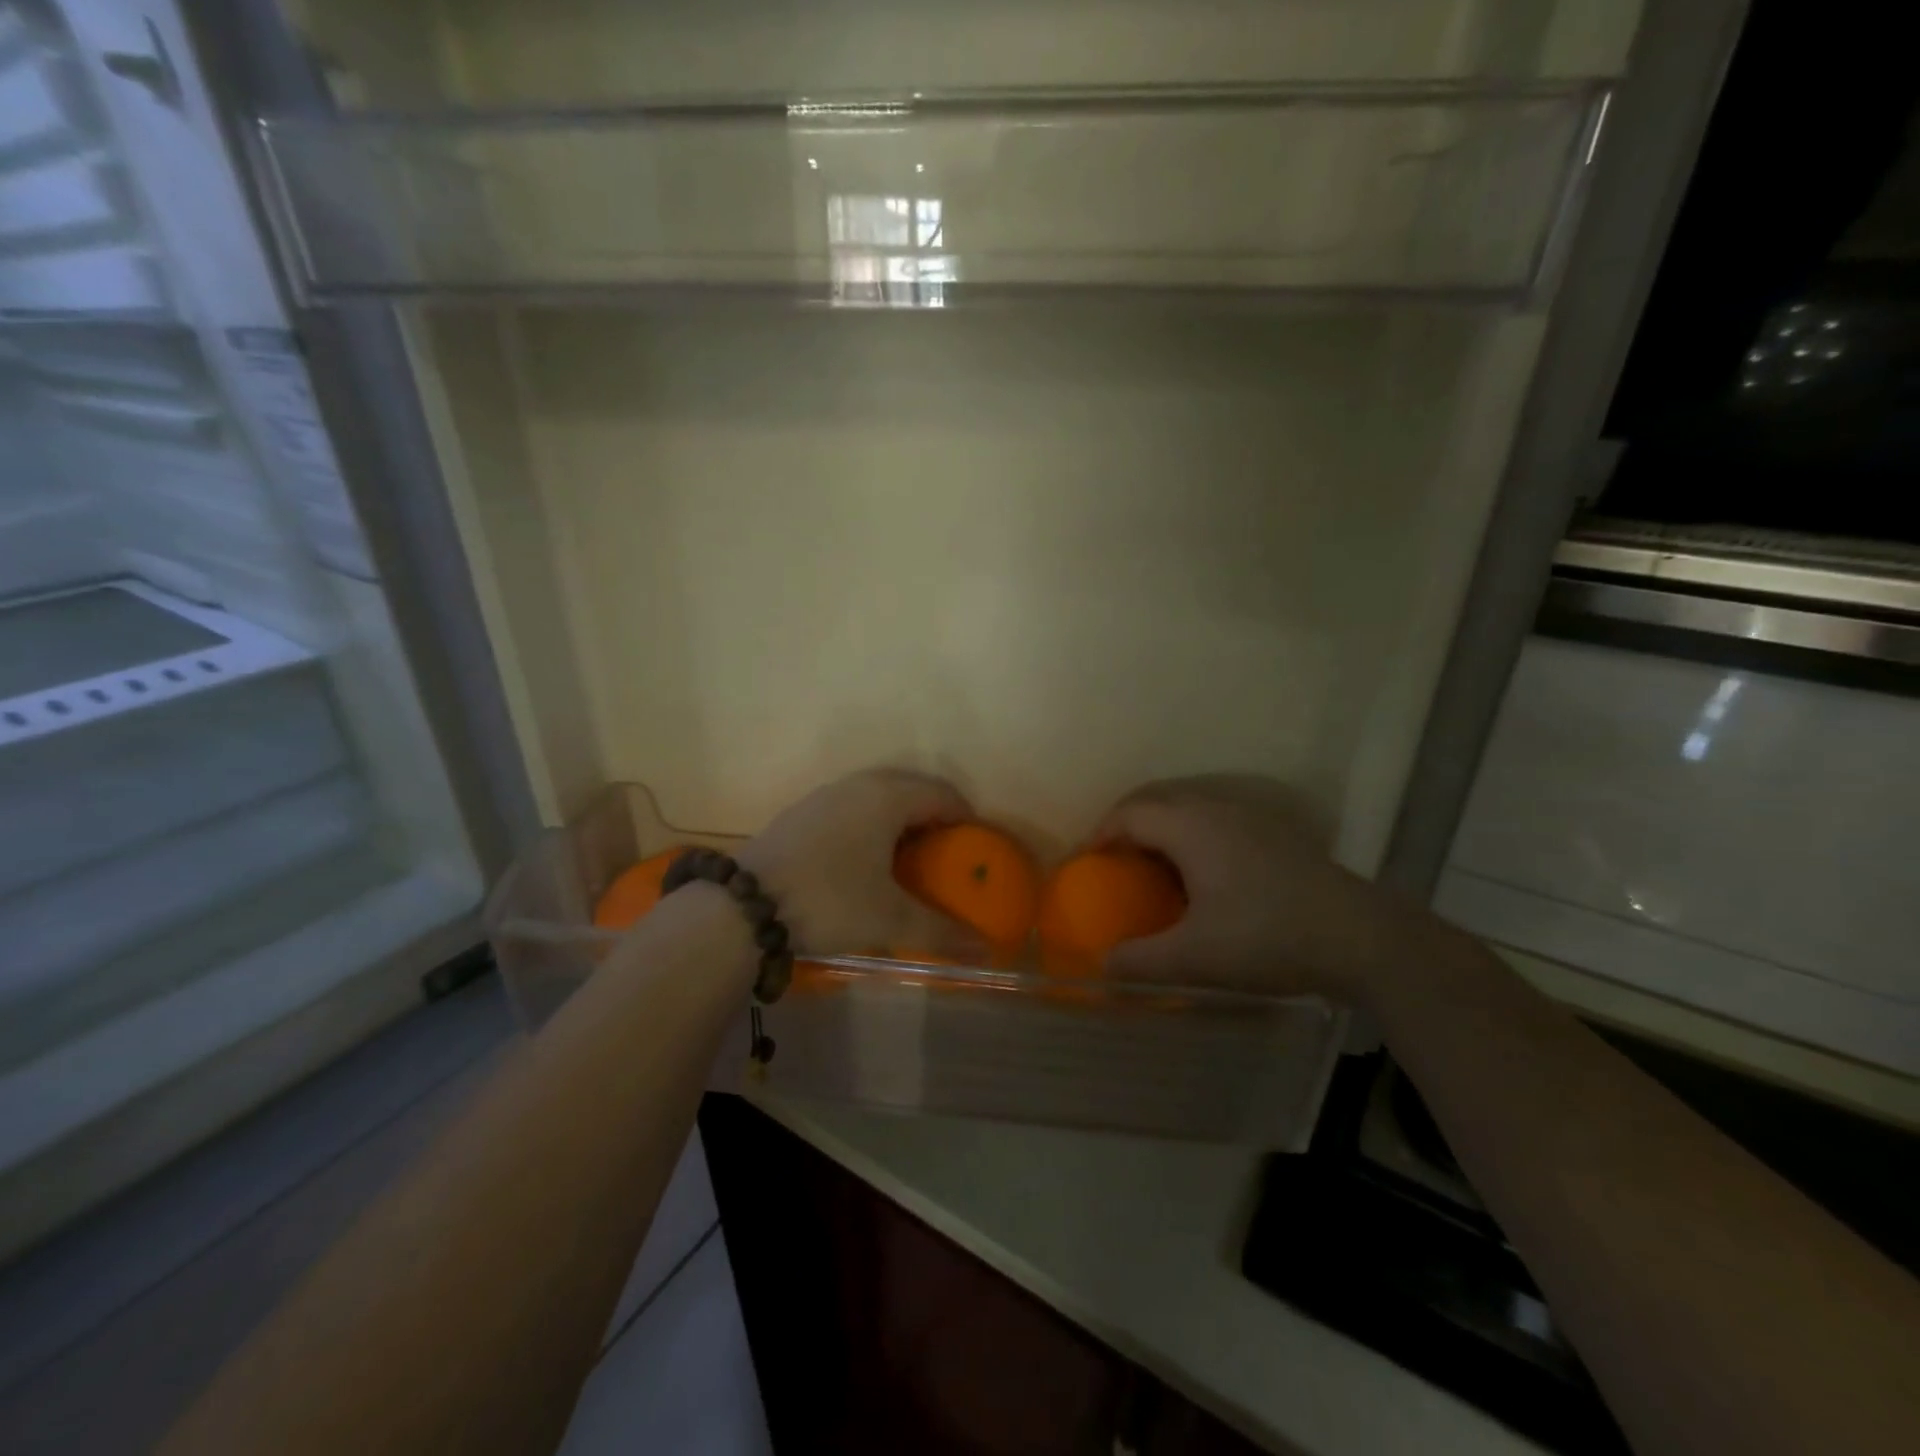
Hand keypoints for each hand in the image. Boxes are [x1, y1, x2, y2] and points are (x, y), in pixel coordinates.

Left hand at [741, 768, 988, 962]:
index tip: (975, 848)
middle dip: (934, 817)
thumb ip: (941, 931)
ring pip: (878, 796)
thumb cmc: (829, 901)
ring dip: (901, 819)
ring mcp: (826, 795)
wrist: (743, 907)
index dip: (965, 818)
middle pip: (912, 789)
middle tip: (946, 853)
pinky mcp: (802, 812)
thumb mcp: (889, 920)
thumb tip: (984, 948)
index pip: (942, 794)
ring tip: (908, 857)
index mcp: (888, 797)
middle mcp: (859, 785)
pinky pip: (852, 807)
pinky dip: (871, 824)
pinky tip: (863, 858)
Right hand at [1092, 775, 1417, 1001]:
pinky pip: (1217, 824)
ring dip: (1163, 834)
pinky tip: (1204, 880)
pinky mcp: (1277, 836)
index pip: (1130, 813)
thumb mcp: (1195, 958)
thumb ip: (1140, 961)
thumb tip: (1103, 966)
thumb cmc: (1268, 937)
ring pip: (1191, 812)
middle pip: (1158, 804)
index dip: (1100, 833)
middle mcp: (1218, 810)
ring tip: (1153, 871)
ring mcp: (1253, 819)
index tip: (1085, 862)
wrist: (1363, 938)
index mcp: (1191, 827)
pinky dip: (1193, 841)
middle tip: (1114, 864)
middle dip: (1128, 828)